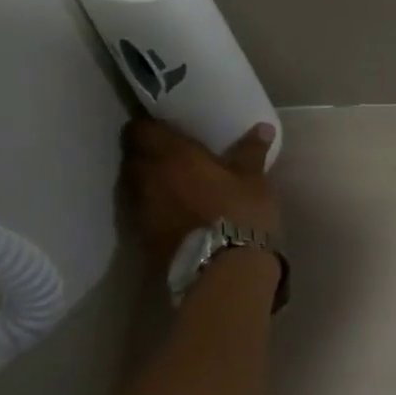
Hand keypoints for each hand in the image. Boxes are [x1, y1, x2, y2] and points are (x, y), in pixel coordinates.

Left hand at [120, 117, 281, 270]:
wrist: (224, 269)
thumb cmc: (240, 213)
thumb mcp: (253, 180)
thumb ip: (251, 151)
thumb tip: (262, 128)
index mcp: (170, 155)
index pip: (139, 128)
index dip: (148, 125)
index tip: (165, 126)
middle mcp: (146, 177)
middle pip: (133, 155)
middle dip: (147, 152)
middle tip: (171, 152)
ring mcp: (140, 209)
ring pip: (135, 184)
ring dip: (149, 180)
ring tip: (172, 182)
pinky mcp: (142, 236)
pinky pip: (142, 210)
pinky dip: (153, 206)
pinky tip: (174, 210)